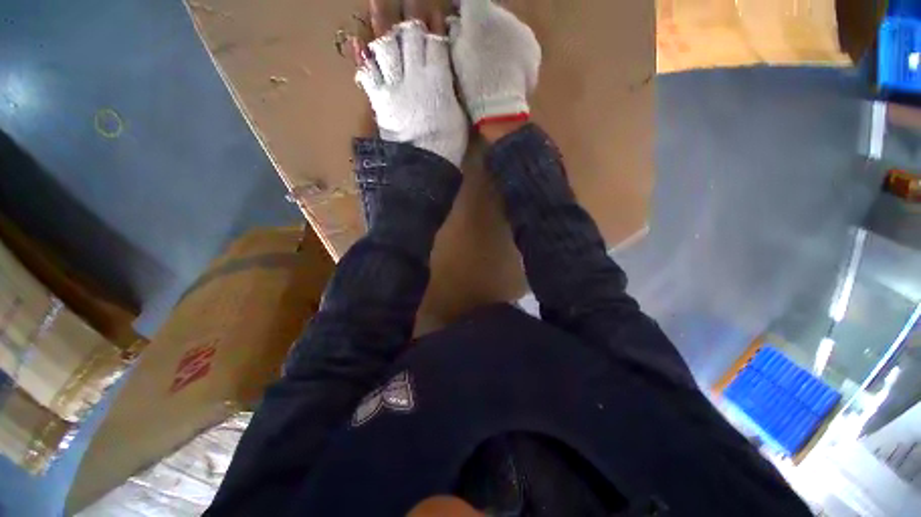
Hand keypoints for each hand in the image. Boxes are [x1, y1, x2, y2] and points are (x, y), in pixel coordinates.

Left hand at [355, 19, 467, 167]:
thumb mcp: (459, 116)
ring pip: (386, 46)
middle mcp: (415, 75)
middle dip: (410, 13)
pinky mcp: (380, 100)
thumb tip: (447, 73)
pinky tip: (357, 40)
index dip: (434, 23)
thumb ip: (452, 91)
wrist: (424, 165)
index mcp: (438, 79)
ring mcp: (394, 86)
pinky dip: (362, 57)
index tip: (434, 8)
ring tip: (377, 2)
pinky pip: (368, 73)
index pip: (436, 41)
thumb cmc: (448, 144)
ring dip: (381, 22)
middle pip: (411, 36)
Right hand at [448, 0, 541, 128]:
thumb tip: (456, 23)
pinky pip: (520, 45)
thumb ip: (455, 33)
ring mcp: (523, 30)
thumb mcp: (455, 55)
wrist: (500, 106)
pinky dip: (513, 53)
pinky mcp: (533, 49)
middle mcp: (505, 13)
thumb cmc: (472, 81)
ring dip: (500, 38)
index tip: (457, 15)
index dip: (462, 8)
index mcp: (480, 12)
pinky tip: (507, 70)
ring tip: (494, 61)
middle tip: (477, 43)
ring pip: (508, 29)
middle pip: (491, 14)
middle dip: (483, 25)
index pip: (469, 1)